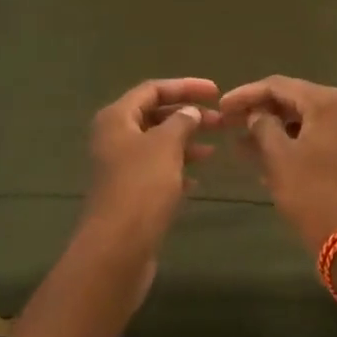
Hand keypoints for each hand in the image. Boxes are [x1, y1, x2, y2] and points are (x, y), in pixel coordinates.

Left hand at [79, 78, 220, 294]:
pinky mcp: (129, 193)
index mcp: (117, 118)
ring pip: (158, 143)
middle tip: (221, 120)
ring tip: (214, 148)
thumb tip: (190, 112)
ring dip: (186, 141)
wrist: (117, 250)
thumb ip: (181, 121)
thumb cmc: (141, 187)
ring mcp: (121, 167)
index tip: (216, 91)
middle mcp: (115, 138)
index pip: (153, 89)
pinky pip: (157, 169)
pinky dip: (178, 167)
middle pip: (155, 115)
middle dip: (189, 115)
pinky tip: (198, 177)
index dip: (185, 86)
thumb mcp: (166, 145)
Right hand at [220, 77, 336, 253]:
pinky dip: (290, 144)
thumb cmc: (312, 193)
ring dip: (273, 130)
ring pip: (303, 122)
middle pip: (292, 100)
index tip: (221, 106)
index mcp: (327, 102)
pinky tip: (266, 159)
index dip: (246, 94)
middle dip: (259, 111)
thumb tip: (256, 114)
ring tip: (241, 143)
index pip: (278, 85)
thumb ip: (262, 126)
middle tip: (229, 122)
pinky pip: (314, 139)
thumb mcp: (278, 157)